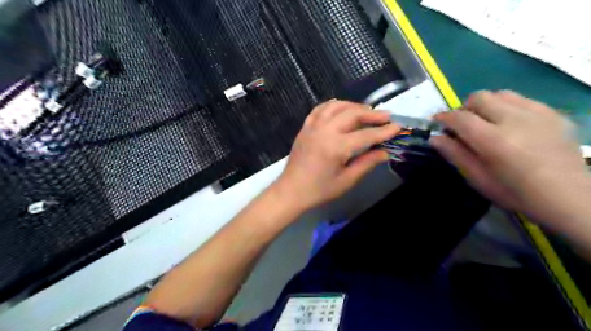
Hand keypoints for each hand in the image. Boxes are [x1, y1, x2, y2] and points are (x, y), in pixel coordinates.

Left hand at [273, 99, 401, 209]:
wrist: (291, 191)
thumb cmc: (319, 190)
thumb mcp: (346, 181)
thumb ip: (366, 163)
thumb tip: (384, 152)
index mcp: (336, 147)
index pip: (366, 134)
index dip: (384, 131)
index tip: (397, 127)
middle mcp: (324, 131)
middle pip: (352, 114)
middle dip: (371, 113)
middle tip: (385, 116)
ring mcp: (313, 127)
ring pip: (336, 106)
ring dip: (353, 106)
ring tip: (366, 111)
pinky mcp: (305, 128)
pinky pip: (320, 109)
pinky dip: (333, 106)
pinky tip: (341, 109)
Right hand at [431, 90, 590, 228]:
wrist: (568, 197)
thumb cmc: (515, 192)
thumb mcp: (478, 178)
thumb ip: (455, 155)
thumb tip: (435, 138)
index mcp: (493, 140)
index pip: (460, 117)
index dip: (444, 117)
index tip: (437, 122)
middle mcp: (514, 120)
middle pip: (479, 97)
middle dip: (465, 108)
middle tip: (464, 125)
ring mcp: (538, 114)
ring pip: (501, 94)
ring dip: (487, 105)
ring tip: (488, 122)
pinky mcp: (554, 114)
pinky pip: (523, 100)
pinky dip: (509, 107)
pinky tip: (512, 125)